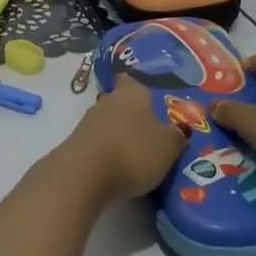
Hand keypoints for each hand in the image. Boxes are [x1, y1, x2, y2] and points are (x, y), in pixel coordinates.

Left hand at [63, 75, 187, 200]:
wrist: (84, 175)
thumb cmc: (133, 150)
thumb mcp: (168, 146)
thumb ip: (175, 136)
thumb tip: (179, 131)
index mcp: (131, 93)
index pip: (132, 80)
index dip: (140, 88)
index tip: (152, 101)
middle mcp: (107, 101)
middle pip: (120, 103)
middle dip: (132, 116)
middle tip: (151, 133)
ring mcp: (87, 122)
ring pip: (108, 124)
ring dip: (118, 136)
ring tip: (137, 155)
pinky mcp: (76, 145)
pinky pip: (97, 144)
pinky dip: (107, 153)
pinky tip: (118, 168)